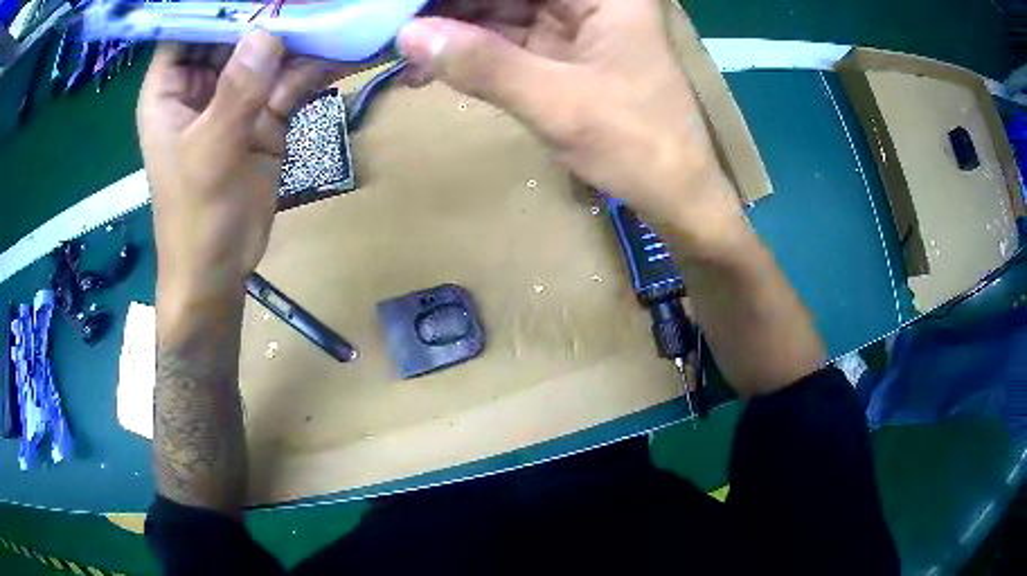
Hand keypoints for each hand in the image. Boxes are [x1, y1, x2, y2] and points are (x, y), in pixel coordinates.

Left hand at [137, 32, 334, 302]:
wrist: (221, 269)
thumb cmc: (195, 220)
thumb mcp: (208, 156)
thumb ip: (235, 96)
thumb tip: (268, 35)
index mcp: (169, 90)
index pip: (190, 27)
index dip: (219, 5)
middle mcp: (200, 84)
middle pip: (235, 30)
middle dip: (271, 12)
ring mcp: (235, 96)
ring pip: (268, 50)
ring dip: (302, 34)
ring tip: (339, 12)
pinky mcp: (264, 113)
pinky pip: (291, 78)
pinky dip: (317, 65)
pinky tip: (347, 48)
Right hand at [398, 0, 743, 255]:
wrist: (677, 198)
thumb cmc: (638, 146)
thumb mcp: (559, 103)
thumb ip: (484, 65)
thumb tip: (408, 35)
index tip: (409, 8)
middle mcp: (589, 1)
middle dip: (449, 9)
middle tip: (394, 26)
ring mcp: (575, 27)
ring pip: (500, 13)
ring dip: (451, 33)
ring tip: (402, 53)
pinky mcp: (563, 55)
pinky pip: (506, 43)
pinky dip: (470, 55)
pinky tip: (430, 68)